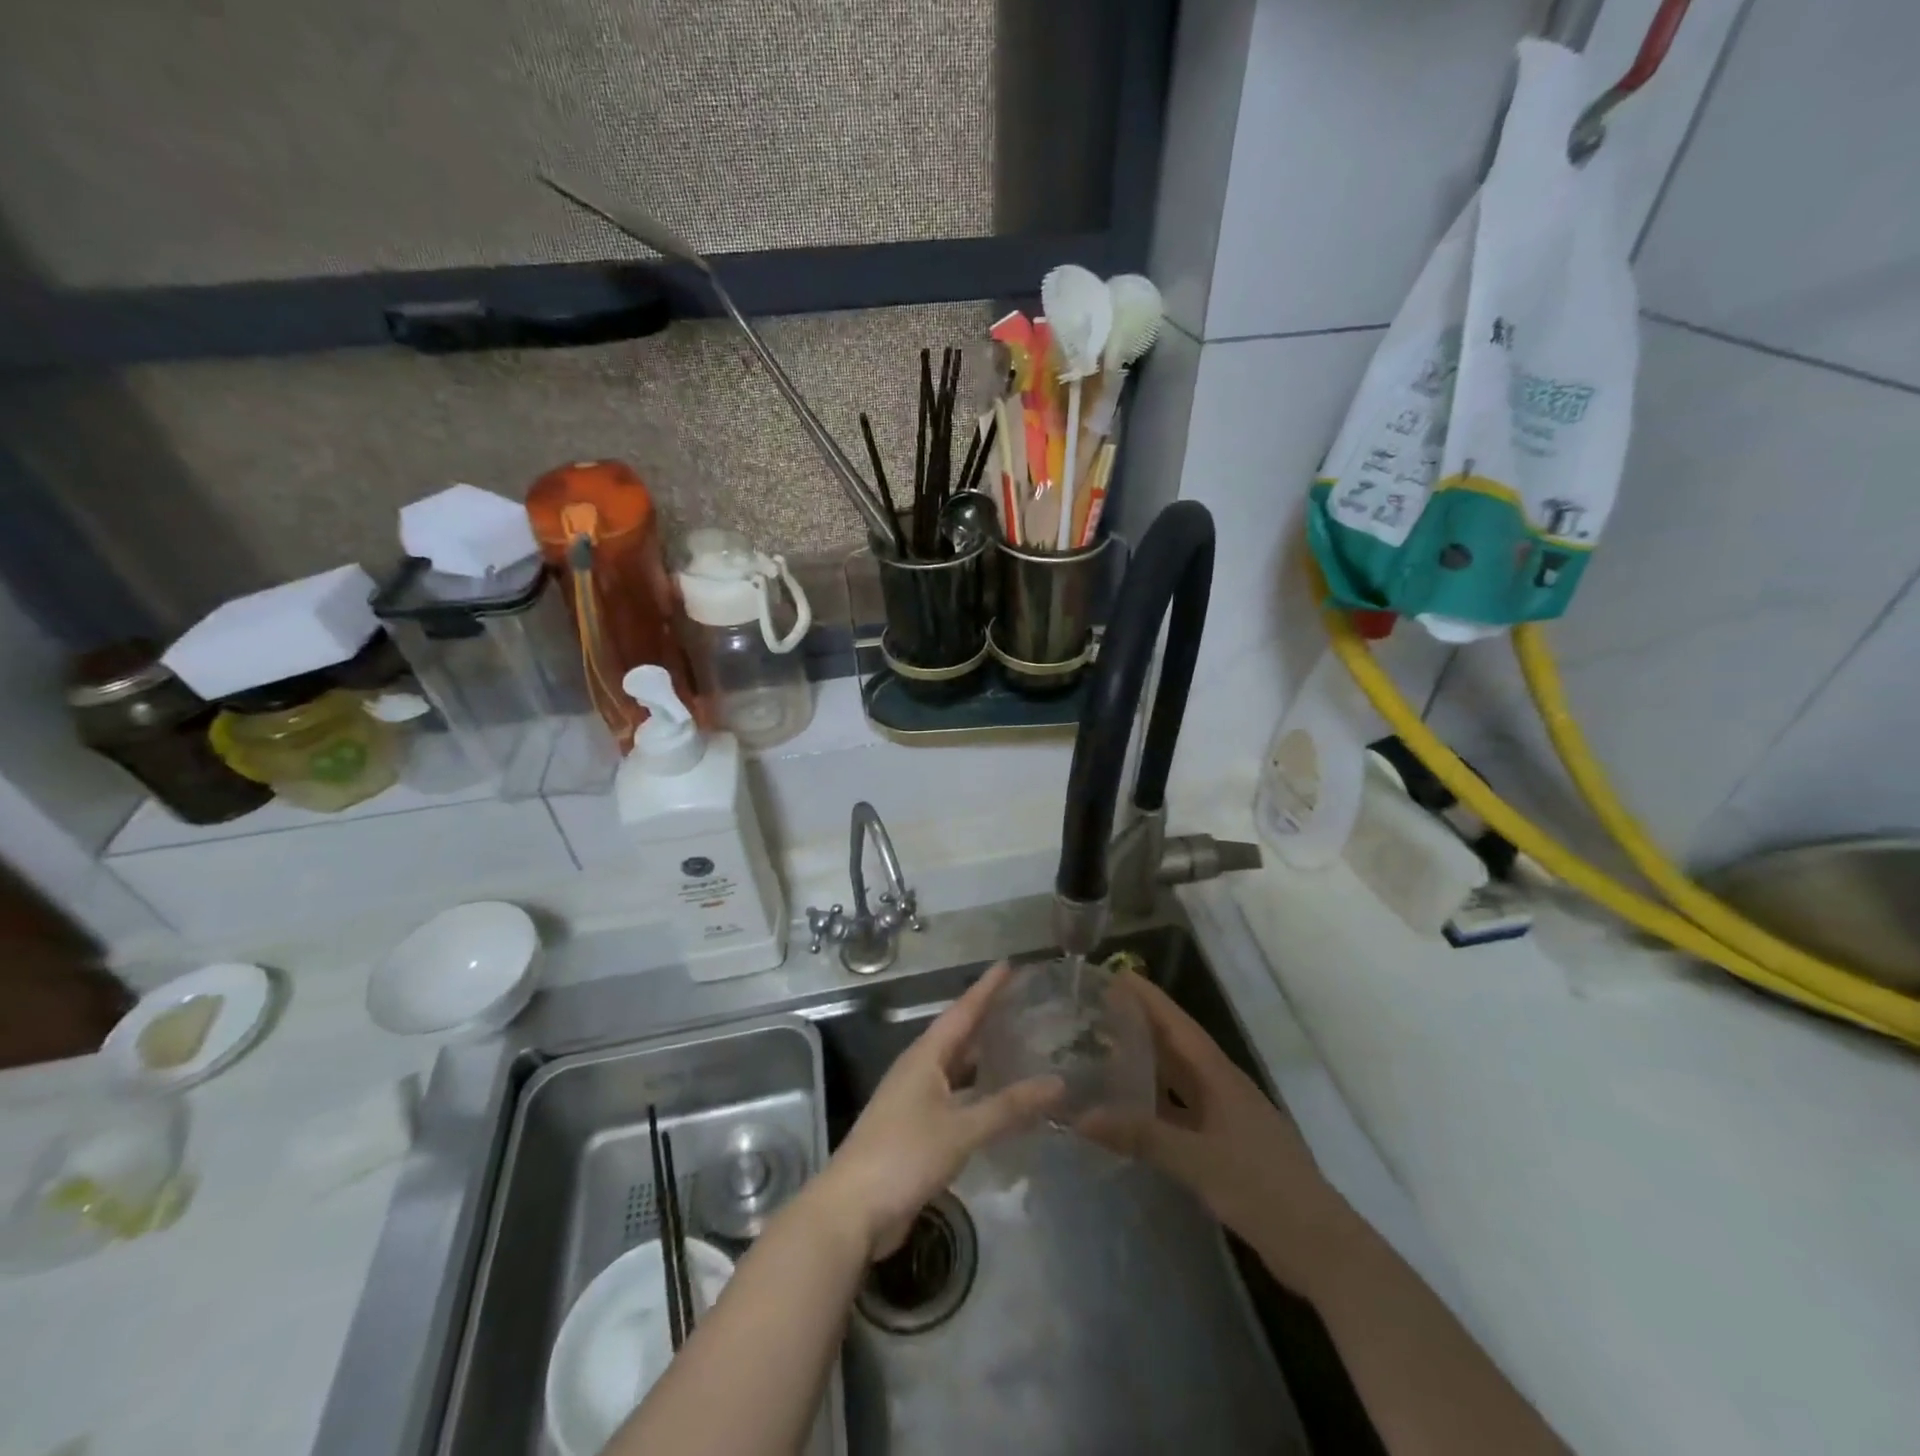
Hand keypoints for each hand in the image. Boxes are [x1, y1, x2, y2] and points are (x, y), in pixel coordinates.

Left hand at [815, 962, 1062, 1259]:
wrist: (853, 1210)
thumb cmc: (904, 1155)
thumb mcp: (961, 1129)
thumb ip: (1008, 1107)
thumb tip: (1057, 1083)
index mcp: (925, 1057)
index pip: (962, 1012)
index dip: (986, 988)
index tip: (1009, 964)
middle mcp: (920, 1070)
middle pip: (959, 1036)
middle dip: (988, 1019)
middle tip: (1023, 1004)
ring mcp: (915, 1101)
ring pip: (957, 1069)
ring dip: (984, 1058)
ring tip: (1020, 1047)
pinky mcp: (917, 1130)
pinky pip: (956, 1098)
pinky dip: (979, 1093)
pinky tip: (1000, 1102)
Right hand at [1082, 972, 1356, 1294]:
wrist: (1320, 1246)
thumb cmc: (1261, 1189)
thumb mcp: (1198, 1160)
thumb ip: (1142, 1136)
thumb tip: (1082, 1116)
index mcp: (1219, 1077)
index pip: (1178, 1025)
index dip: (1149, 999)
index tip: (1117, 975)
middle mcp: (1221, 1088)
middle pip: (1176, 1047)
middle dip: (1141, 1026)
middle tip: (1098, 1011)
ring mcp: (1225, 1118)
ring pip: (1178, 1080)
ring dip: (1147, 1064)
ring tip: (1105, 1052)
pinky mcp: (1226, 1146)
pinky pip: (1181, 1112)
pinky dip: (1155, 1105)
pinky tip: (1132, 1113)